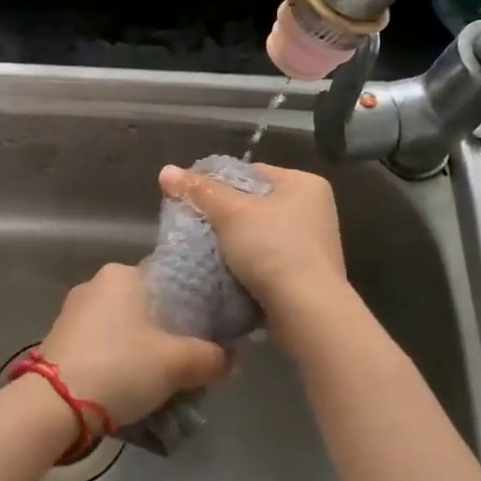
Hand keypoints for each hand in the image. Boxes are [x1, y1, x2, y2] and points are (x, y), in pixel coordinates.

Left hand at [36, 263, 228, 426]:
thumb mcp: (177, 364)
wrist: (53, 405)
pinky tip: (130, 384)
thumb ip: (212, 358)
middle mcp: (96, 284)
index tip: (209, 333)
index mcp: (123, 274)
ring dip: (143, 349)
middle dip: (168, 332)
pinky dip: (119, 359)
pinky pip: (103, 343)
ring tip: (163, 379)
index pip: (171, 281)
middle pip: (148, 306)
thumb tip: (233, 360)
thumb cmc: (120, 367)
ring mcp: (74, 312)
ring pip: (124, 327)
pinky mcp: (60, 339)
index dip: (195, 307)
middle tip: (188, 361)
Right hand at [158, 162, 347, 320]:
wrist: (306, 310)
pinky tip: (225, 269)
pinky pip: (267, 258)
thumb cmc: (272, 248)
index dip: (218, 182)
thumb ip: (199, 190)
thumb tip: (166, 170)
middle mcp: (314, 209)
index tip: (191, 198)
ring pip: (260, 233)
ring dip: (234, 241)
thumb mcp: (230, 213)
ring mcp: (312, 243)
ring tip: (204, 247)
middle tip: (194, 223)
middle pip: (255, 203)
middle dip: (224, 215)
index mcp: (305, 184)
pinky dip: (247, 262)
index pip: (251, 172)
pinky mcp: (306, 273)